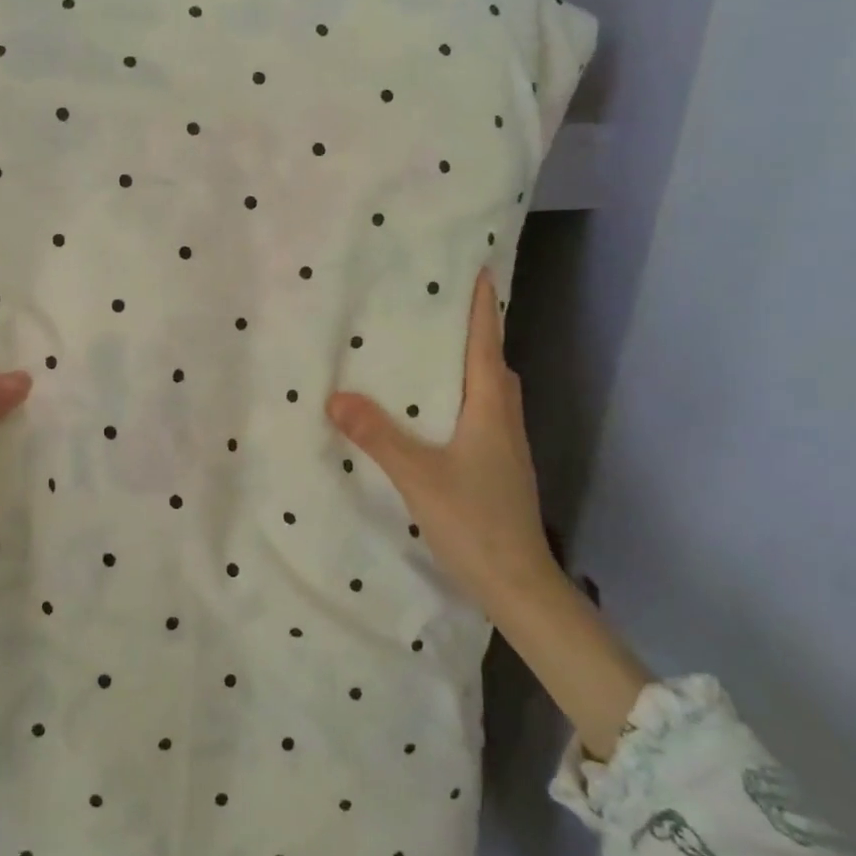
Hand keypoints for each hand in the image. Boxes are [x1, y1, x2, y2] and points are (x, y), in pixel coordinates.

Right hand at [325, 269, 557, 614]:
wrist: (518, 584)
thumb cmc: (474, 521)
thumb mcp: (418, 476)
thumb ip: (378, 436)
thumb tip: (337, 397)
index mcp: (489, 411)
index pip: (487, 346)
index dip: (482, 309)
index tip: (478, 272)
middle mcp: (503, 421)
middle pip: (494, 365)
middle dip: (476, 335)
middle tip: (442, 314)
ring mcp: (506, 448)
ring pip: (490, 393)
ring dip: (471, 368)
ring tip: (434, 358)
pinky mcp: (500, 470)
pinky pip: (484, 417)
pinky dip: (465, 400)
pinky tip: (437, 416)